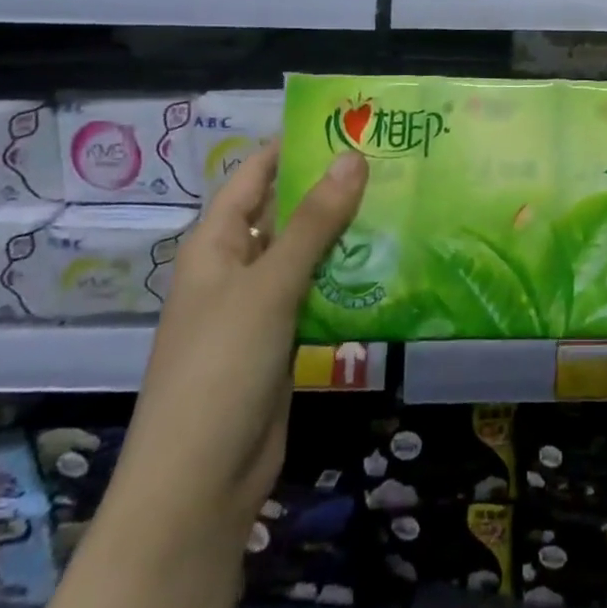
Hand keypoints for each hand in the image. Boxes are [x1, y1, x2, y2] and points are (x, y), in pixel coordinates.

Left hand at [105, 142, 369, 543]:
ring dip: (350, 232)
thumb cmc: (220, 369)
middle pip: (289, 211)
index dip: (296, 145)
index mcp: (217, 243)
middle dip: (334, 187)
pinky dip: (352, 276)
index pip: (257, 175)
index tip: (351, 121)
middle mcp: (239, 267)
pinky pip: (322, 293)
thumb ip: (314, 223)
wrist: (199, 485)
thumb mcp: (269, 287)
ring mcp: (263, 305)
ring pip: (311, 253)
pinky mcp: (287, 339)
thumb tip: (353, 157)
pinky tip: (395, 260)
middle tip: (395, 158)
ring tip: (407, 199)